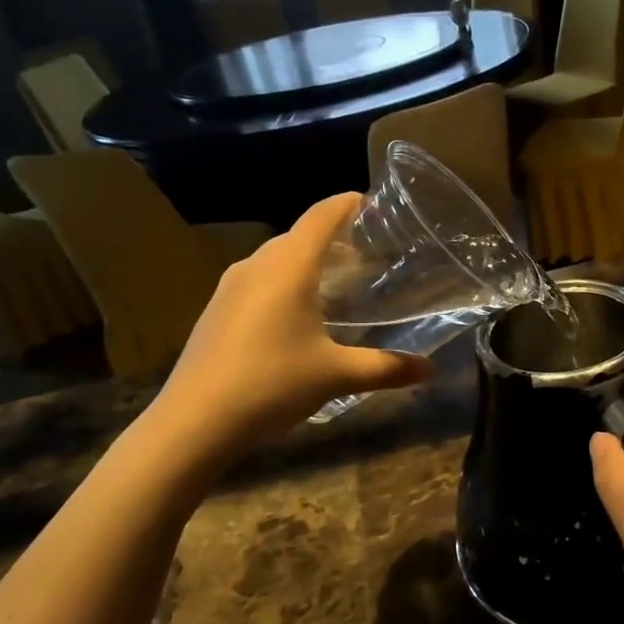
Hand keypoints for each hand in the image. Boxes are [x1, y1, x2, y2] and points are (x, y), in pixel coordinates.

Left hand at [150, 194, 431, 451]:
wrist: (194, 421)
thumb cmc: (272, 384)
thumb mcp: (336, 375)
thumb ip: (386, 368)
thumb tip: (429, 370)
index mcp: (289, 266)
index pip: (321, 216)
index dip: (347, 204)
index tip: (370, 202)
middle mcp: (256, 265)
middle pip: (297, 235)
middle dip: (330, 237)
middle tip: (364, 254)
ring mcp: (229, 287)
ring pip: (274, 259)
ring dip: (303, 261)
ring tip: (333, 282)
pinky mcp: (214, 310)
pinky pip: (256, 280)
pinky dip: (281, 282)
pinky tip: (293, 314)